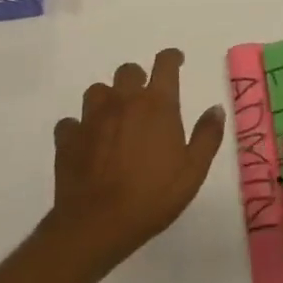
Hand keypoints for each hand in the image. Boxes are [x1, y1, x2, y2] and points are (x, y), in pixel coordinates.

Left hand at [49, 49, 225, 272]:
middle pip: (128, 71)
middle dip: (138, 79)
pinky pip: (71, 122)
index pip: (164, 64)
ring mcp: (91, 118)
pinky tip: (87, 141)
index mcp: (156, 104)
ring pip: (97, 91)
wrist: (96, 225)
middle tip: (145, 99)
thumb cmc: (152, 196)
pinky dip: (80, 127)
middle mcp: (123, 101)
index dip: (171, 58)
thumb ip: (207, 136)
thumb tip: (215, 109)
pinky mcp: (67, 138)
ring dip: (108, 98)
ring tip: (115, 117)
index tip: (176, 61)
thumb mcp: (193, 171)